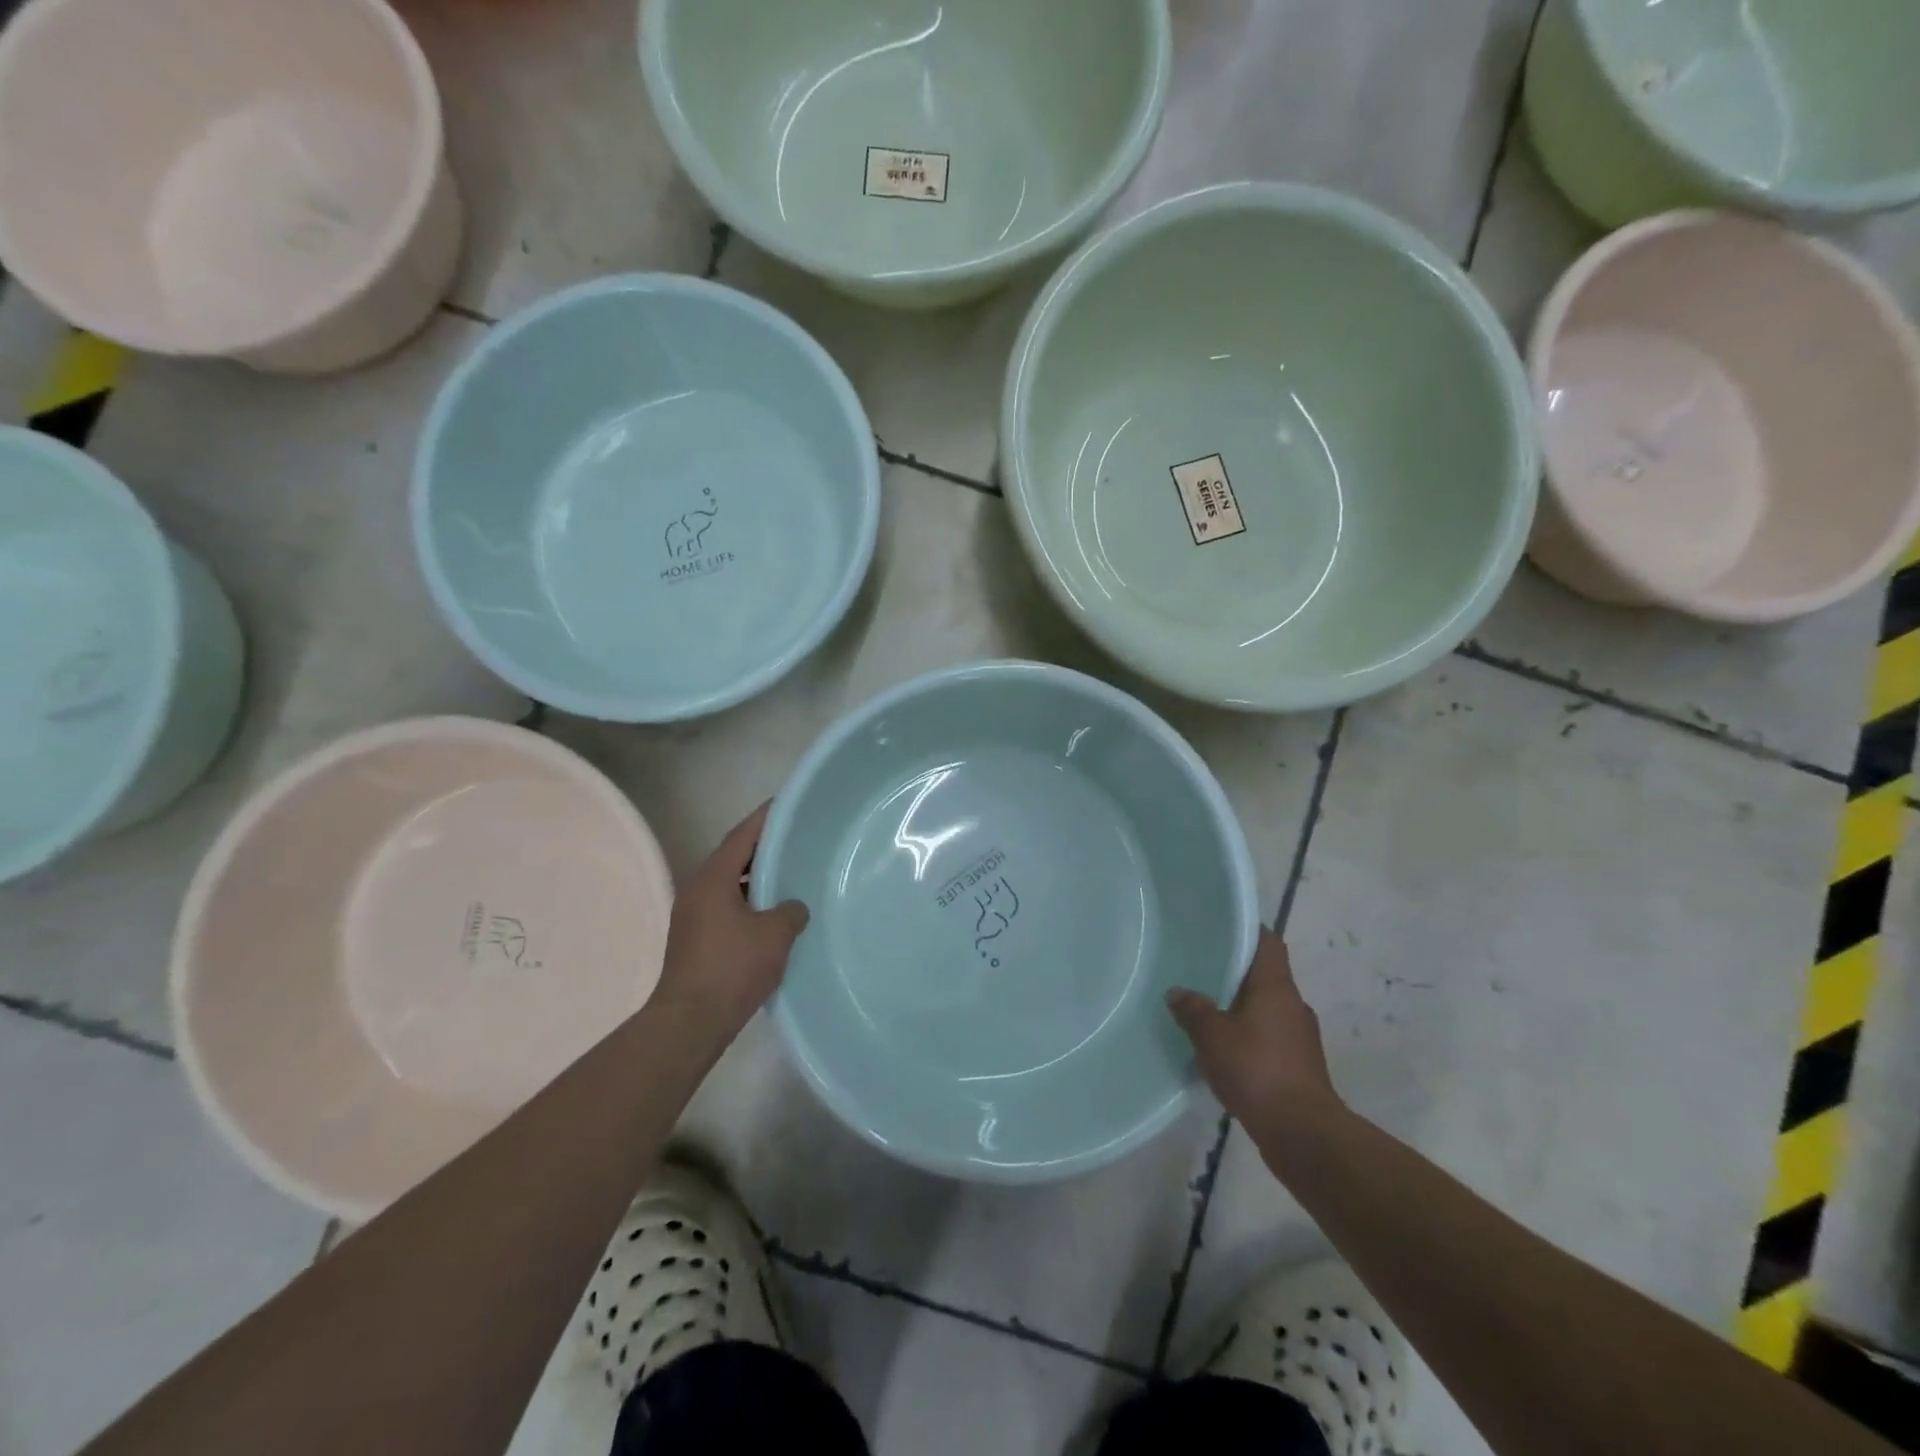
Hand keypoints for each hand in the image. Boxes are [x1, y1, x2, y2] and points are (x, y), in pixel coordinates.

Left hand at [656, 804, 809, 1041]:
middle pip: (733, 857)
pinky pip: (726, 907)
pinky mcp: (695, 940)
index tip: (787, 805)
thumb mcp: (775, 935)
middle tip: (796, 841)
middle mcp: (697, 890)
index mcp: (713, 879)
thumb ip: (791, 911)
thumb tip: (792, 907)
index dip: (765, 819)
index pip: (741, 836)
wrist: (690, 1022)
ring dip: (756, 879)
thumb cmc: (732, 968)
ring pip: (729, 885)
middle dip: (763, 848)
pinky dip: (749, 902)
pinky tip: (773, 916)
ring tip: (790, 877)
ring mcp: (693, 916)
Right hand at [1168, 930, 1342, 1138]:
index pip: (1267, 942)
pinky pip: (1267, 1039)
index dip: (1246, 930)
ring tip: (1203, 1012)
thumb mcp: (1212, 1035)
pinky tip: (1221, 1052)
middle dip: (1233, 973)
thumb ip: (1193, 1009)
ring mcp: (1299, 1038)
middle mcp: (1293, 1005)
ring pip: (1264, 1010)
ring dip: (1238, 1009)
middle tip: (1198, 969)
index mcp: (1276, 987)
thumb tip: (1177, 992)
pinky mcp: (1298, 1067)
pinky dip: (1246, 1038)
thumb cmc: (1258, 1070)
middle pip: (1263, 976)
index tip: (1219, 927)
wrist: (1303, 1134)